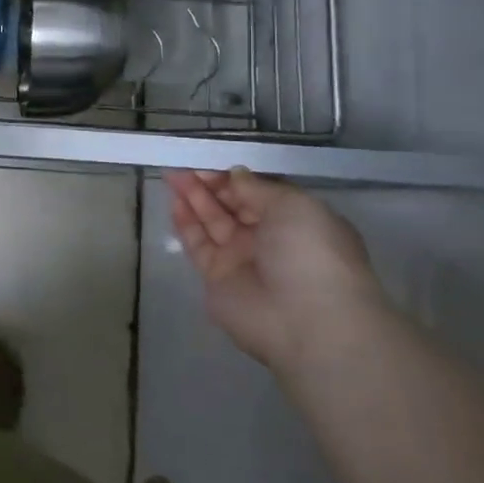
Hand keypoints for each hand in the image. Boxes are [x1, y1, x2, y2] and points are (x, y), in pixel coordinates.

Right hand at [165, 167, 385, 372]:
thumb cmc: (310, 253)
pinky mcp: (217, 277)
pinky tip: (174, 202)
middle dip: (211, 184)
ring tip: (173, 176)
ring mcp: (242, 259)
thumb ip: (257, 187)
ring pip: (213, 221)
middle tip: (186, 165)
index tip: (212, 161)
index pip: (260, 192)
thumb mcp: (293, 205)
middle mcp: (270, 239)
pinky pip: (198, 244)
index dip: (236, 177)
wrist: (306, 321)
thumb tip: (235, 174)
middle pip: (234, 205)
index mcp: (297, 221)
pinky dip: (186, 223)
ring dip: (194, 198)